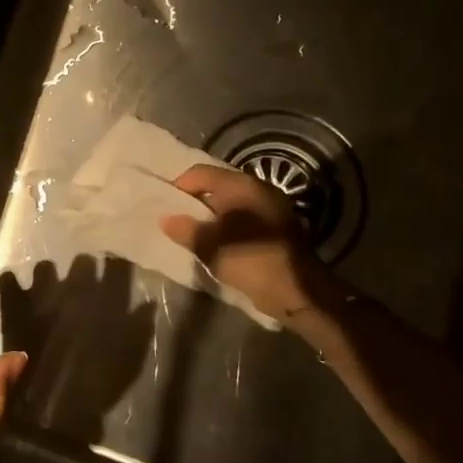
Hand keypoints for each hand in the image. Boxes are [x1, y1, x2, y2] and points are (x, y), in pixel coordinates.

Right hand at [161, 165, 326, 323]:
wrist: (297, 290)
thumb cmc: (249, 259)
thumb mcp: (209, 246)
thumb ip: (184, 229)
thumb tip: (165, 219)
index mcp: (240, 185)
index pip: (199, 172)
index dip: (178, 186)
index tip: (165, 205)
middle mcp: (257, 187)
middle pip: (216, 185)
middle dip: (195, 201)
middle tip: (177, 219)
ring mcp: (271, 205)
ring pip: (231, 202)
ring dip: (212, 214)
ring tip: (195, 233)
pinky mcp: (278, 225)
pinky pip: (244, 216)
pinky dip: (229, 224)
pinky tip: (219, 242)